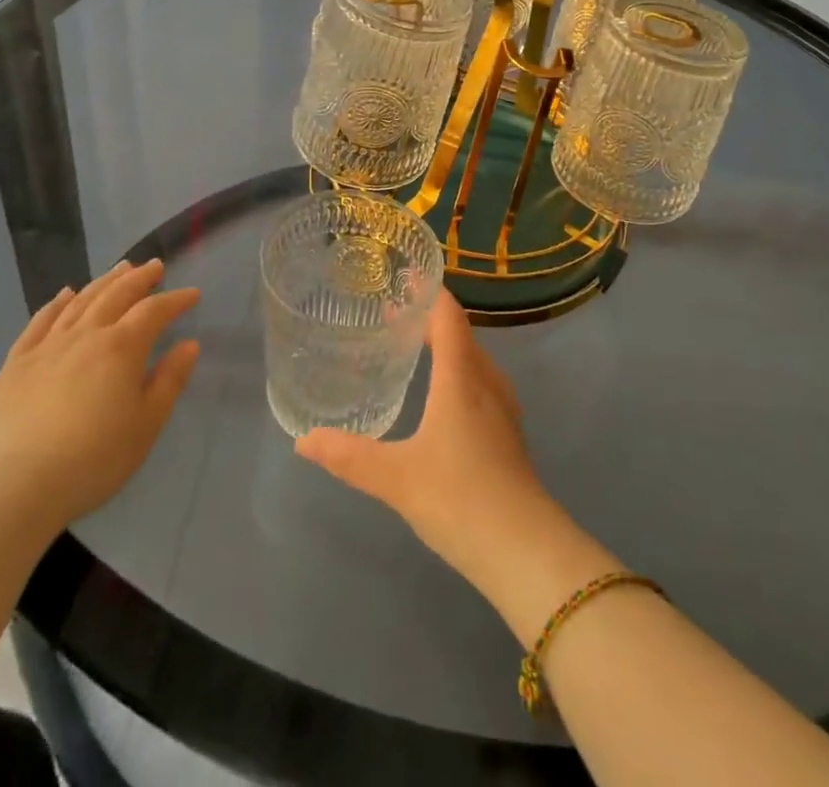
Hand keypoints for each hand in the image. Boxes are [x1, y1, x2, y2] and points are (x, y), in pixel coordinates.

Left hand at [0, 260, 199, 539]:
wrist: (14, 487)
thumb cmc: (93, 459)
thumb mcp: (145, 425)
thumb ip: (169, 381)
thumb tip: (189, 345)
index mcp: (121, 347)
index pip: (154, 311)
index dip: (175, 300)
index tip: (192, 294)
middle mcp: (86, 335)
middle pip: (117, 295)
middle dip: (139, 278)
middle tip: (154, 266)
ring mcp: (47, 346)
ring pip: (80, 301)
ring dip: (104, 282)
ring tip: (119, 269)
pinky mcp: (16, 363)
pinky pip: (40, 321)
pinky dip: (56, 303)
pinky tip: (64, 294)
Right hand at [296, 293, 558, 587]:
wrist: (525, 551)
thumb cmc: (460, 499)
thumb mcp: (396, 478)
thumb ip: (349, 456)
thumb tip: (303, 440)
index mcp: (462, 377)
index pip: (449, 316)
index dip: (429, 292)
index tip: (404, 276)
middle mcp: (486, 382)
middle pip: (461, 334)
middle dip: (430, 319)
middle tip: (392, 314)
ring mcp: (502, 409)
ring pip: (473, 360)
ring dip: (446, 346)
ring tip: (413, 348)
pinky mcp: (508, 434)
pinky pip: (480, 383)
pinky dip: (458, 372)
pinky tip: (441, 397)